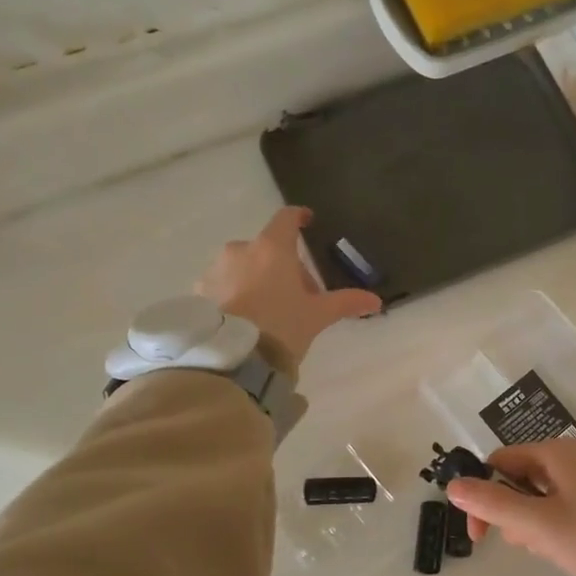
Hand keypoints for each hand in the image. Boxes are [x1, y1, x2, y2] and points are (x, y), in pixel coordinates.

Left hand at [195, 207, 380, 364]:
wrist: (231, 358)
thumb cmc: (281, 326)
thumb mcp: (317, 316)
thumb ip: (346, 303)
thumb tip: (375, 301)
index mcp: (272, 248)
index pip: (286, 219)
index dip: (299, 217)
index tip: (307, 221)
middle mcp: (240, 251)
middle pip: (267, 249)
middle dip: (283, 266)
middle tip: (298, 296)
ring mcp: (215, 270)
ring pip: (243, 267)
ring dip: (257, 279)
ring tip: (268, 311)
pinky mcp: (200, 292)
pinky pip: (223, 285)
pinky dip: (236, 294)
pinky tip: (245, 319)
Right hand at [446, 439, 575, 575]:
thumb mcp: (539, 525)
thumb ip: (493, 505)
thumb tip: (452, 486)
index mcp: (555, 453)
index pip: (499, 462)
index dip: (482, 495)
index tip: (480, 537)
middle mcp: (574, 456)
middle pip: (521, 478)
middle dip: (514, 514)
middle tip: (529, 545)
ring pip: (544, 496)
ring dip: (536, 524)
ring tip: (554, 551)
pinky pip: (568, 505)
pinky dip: (559, 526)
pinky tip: (573, 549)